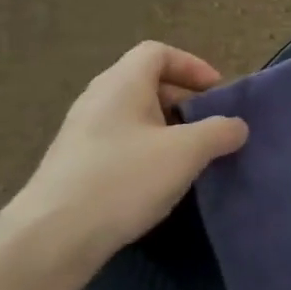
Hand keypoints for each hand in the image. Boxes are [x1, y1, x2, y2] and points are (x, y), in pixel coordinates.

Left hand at [12, 40, 247, 263]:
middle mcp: (98, 99)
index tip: (216, 93)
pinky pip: (121, 143)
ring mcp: (83, 133)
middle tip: (209, 128)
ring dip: (168, 130)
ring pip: (135, 116)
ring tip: (190, 158)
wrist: (53, 236)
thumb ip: (219, 132)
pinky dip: (147, 151)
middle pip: (147, 82)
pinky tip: (159, 182)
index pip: (158, 52)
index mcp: (121, 84)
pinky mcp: (77, 164)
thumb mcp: (186, 152)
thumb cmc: (124, 180)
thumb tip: (236, 126)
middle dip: (184, 101)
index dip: (192, 65)